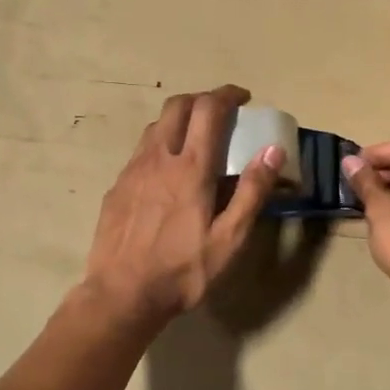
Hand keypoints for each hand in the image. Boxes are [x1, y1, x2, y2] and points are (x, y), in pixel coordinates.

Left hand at [83, 86, 283, 322]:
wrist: (121, 294)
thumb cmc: (182, 271)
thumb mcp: (229, 239)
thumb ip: (251, 192)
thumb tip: (273, 150)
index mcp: (190, 168)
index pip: (208, 109)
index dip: (226, 95)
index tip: (242, 97)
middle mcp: (158, 158)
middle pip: (177, 105)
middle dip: (201, 99)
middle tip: (220, 113)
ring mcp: (132, 170)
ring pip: (156, 126)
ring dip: (179, 120)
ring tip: (195, 139)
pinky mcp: (117, 187)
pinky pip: (141, 151)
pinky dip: (160, 145)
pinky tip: (167, 173)